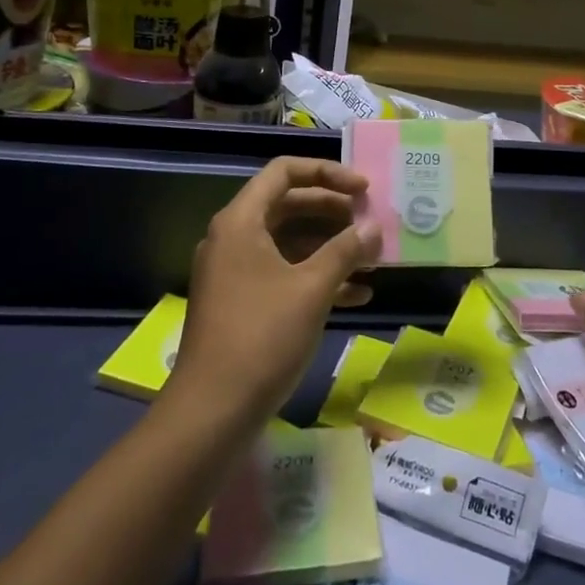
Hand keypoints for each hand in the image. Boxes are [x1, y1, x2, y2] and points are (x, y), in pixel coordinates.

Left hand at [167, 157, 381, 424]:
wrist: (211, 413)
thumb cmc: (262, 336)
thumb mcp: (312, 288)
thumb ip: (346, 250)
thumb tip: (373, 227)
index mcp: (241, 221)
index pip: (284, 172)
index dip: (327, 173)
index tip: (363, 189)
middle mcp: (234, 238)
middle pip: (289, 205)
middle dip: (333, 212)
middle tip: (370, 221)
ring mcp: (236, 273)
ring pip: (290, 243)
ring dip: (330, 248)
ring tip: (372, 260)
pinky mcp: (242, 304)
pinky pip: (284, 275)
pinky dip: (317, 278)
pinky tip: (358, 296)